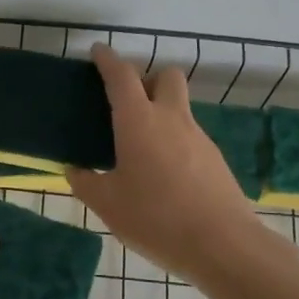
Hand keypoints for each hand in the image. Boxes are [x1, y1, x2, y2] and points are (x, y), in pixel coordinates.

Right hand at [66, 44, 259, 281]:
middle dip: (147, 79)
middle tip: (128, 104)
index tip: (98, 52)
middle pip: (166, 76)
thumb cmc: (156, 219)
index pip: (121, 76)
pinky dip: (174, 141)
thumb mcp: (108, 205)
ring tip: (140, 149)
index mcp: (139, 122)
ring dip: (160, 113)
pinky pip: (189, 136)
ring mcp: (198, 137)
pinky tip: (163, 174)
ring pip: (179, 107)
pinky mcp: (215, 159)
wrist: (223, 245)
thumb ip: (86, 183)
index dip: (108, 60)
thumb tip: (75, 171)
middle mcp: (171, 119)